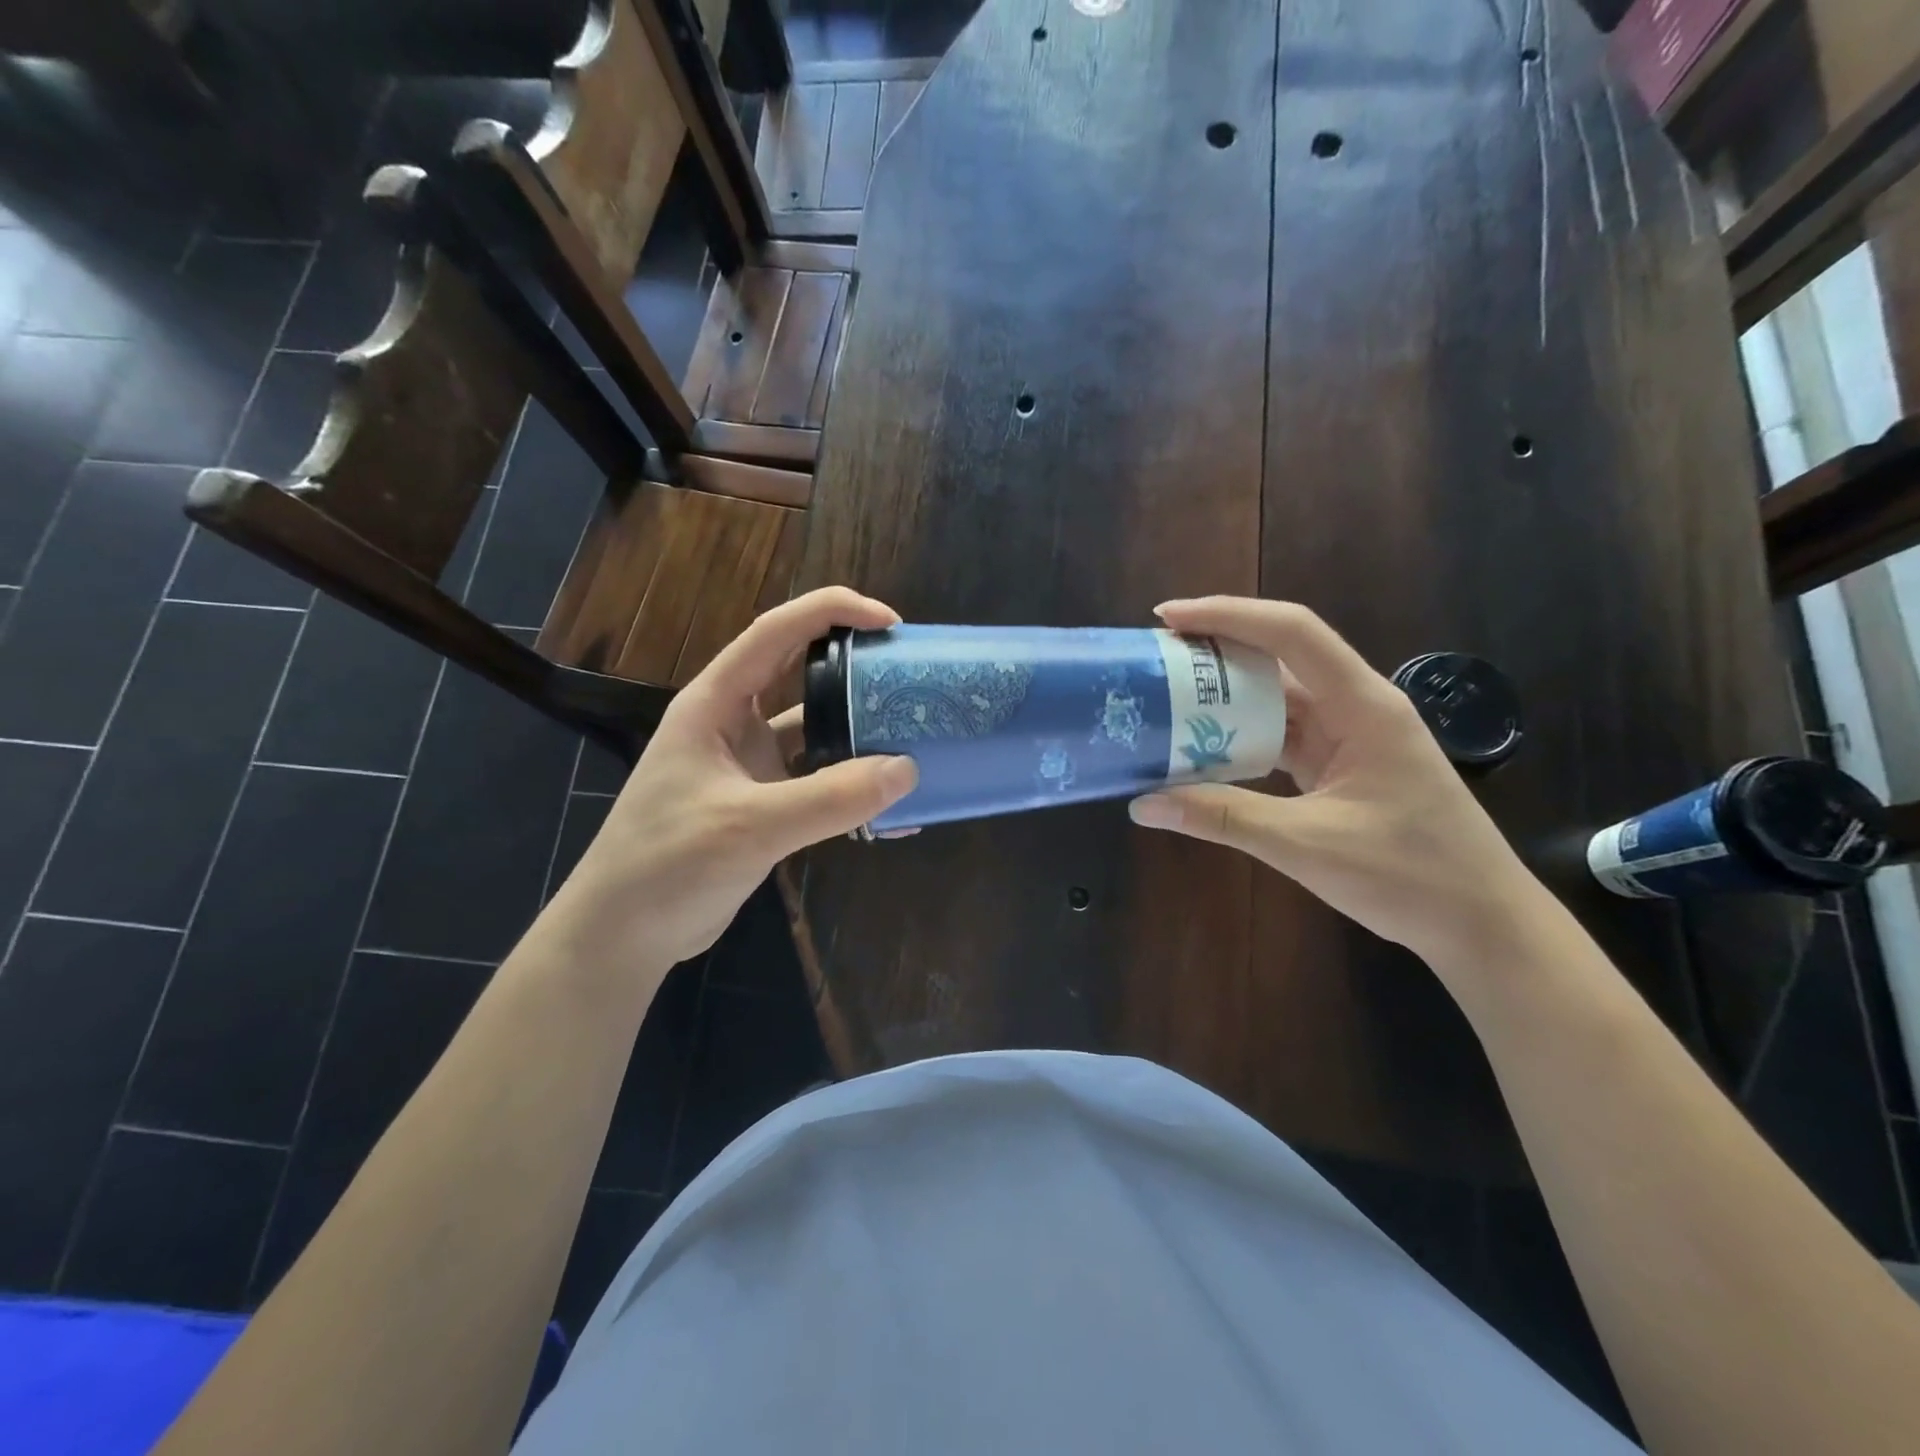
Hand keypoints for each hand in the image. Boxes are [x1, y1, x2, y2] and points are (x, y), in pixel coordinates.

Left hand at [550, 588, 917, 972]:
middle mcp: (735, 724)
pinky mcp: (765, 804)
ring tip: (914, 734)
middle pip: (801, 673)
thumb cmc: (667, 864)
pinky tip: (894, 806)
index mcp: (716, 703)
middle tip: (910, 672)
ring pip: (816, 730)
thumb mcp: (750, 826)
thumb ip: (830, 798)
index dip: (832, 612)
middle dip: (855, 666)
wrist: (624, 934)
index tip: (889, 621)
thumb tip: (907, 769)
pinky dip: (854, 788)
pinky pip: (820, 782)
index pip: (775, 632)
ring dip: (861, 731)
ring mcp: (751, 765)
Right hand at [1127, 597, 1547, 968]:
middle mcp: (1355, 707)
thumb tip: (1143, 804)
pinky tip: (1202, 747)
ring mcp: (1349, 736)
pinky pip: (1281, 734)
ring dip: (1225, 697)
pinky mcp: (1340, 764)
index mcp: (1362, 707)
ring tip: (1166, 698)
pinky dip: (1240, 736)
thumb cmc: (1409, 877)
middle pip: (1280, 656)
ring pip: (1277, 697)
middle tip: (1155, 659)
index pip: (1292, 633)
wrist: (1481, 923)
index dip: (1228, 615)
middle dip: (1216, 651)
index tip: (1168, 617)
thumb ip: (1222, 817)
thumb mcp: (1306, 845)